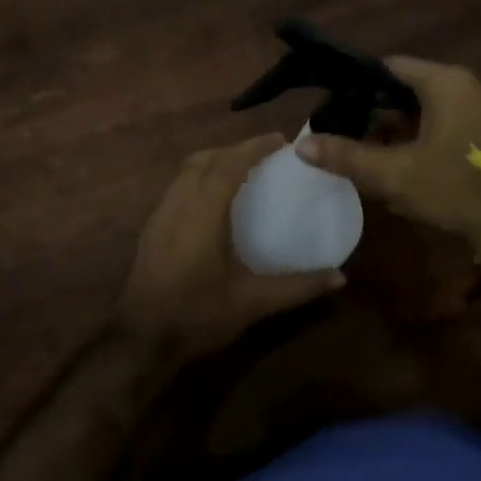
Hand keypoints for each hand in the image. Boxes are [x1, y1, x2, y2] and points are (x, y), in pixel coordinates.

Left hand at [116, 134, 345, 365]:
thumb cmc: (197, 314)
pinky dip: (198, 180)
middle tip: (264, 155)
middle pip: (204, 159)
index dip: (254, 147)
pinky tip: (213, 203)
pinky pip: (177, 188)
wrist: (140, 340)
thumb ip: (297, 287)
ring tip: (241, 172)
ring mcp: (159, 215)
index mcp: (203, 211)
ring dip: (214, 162)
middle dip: (234, 150)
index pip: (229, 164)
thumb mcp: (252, 302)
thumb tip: (340, 278)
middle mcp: (178, 203)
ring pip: (186, 172)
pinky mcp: (151, 230)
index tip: (281, 140)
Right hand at [297, 56, 480, 247]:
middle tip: (346, 133)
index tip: (335, 107)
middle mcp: (466, 84)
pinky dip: (420, 135)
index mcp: (446, 82)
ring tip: (367, 151)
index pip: (389, 67)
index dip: (358, 85)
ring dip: (396, 127)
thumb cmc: (454, 188)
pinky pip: (444, 121)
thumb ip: (347, 156)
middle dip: (376, 111)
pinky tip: (400, 162)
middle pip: (406, 87)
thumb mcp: (394, 174)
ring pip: (425, 106)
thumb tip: (301, 145)